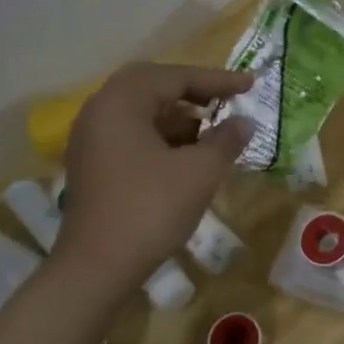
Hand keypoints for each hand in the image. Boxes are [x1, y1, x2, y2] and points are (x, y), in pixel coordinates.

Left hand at [53, 63, 252, 284]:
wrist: (98, 267)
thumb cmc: (151, 209)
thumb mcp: (200, 172)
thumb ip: (226, 140)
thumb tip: (245, 123)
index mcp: (121, 103)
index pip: (174, 77)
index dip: (217, 80)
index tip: (250, 85)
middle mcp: (100, 112)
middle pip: (152, 87)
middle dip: (194, 92)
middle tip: (228, 99)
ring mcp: (92, 140)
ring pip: (142, 113)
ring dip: (180, 116)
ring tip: (215, 129)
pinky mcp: (95, 166)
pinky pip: (134, 135)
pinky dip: (164, 136)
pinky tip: (190, 155)